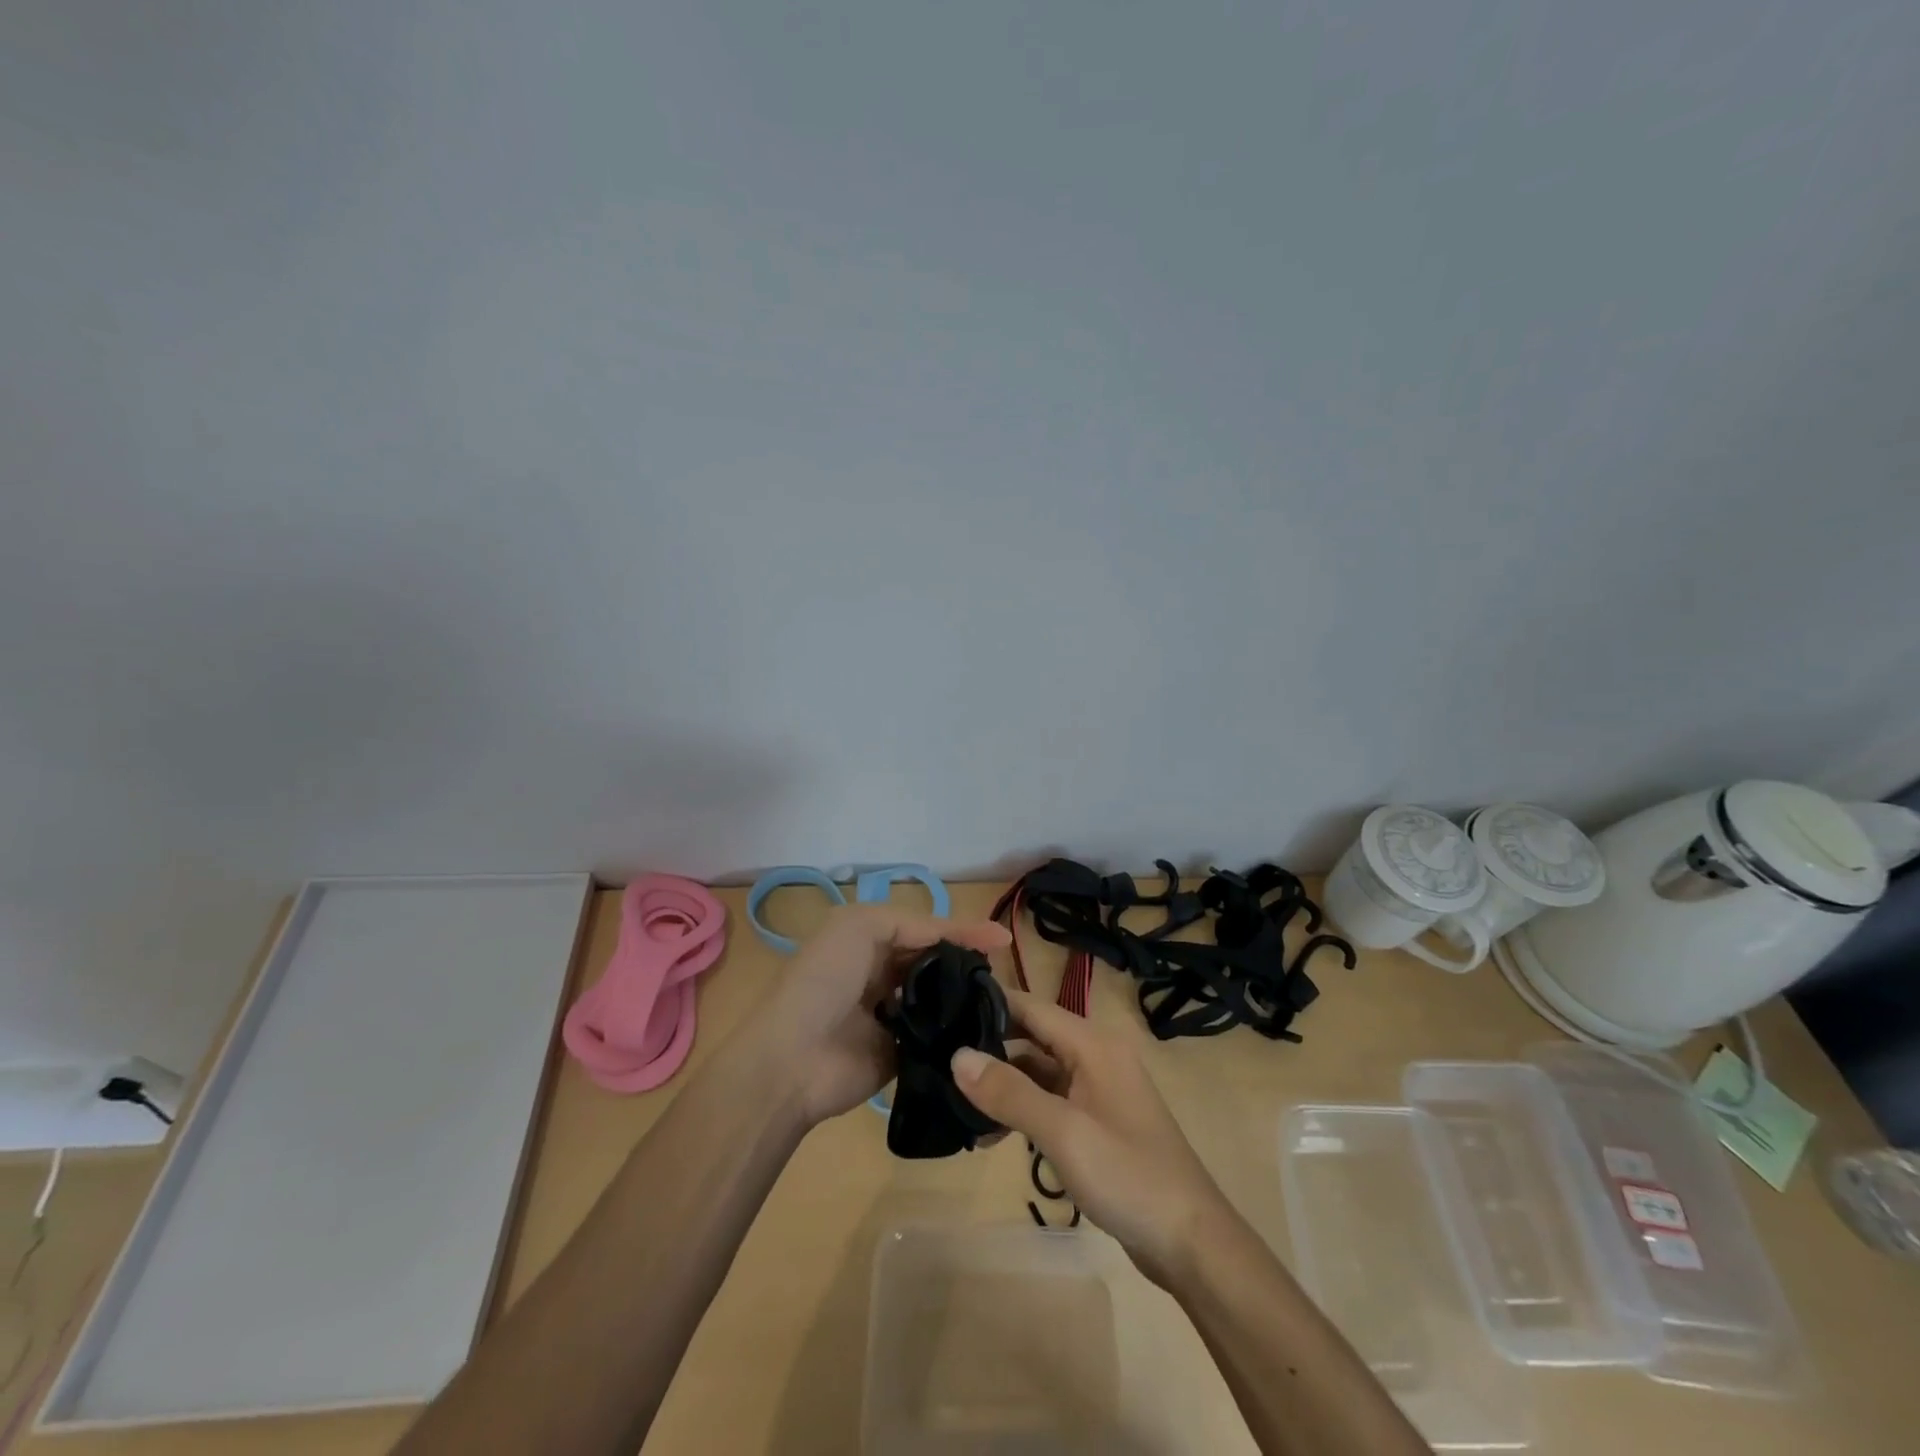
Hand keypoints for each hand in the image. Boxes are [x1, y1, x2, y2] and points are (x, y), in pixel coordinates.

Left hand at [739, 904, 1009, 1126]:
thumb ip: (913, 924)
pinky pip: (937, 1040)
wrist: (790, 1061)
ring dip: (966, 998)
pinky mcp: (902, 1055)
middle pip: (936, 964)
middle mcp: (883, 974)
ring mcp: (894, 1016)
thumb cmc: (824, 981)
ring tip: (1003, 1000)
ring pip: (940, 1000)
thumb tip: (963, 936)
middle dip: (968, 964)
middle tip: (1004, 973)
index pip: (927, 930)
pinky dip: (958, 1034)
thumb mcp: (860, 927)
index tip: (1005, 941)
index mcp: (871, 940)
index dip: (963, 931)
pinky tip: (987, 1031)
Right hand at [951, 989, 1229, 1285]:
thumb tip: (957, 1056)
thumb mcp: (1063, 1132)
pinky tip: (992, 1134)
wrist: (1191, 1241)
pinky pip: (1051, 1100)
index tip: (942, 1010)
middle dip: (990, 1046)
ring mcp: (1098, 1089)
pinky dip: (1023, 1109)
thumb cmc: (1128, 1176)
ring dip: (1003, 1084)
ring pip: (1039, 1071)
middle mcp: (1096, 1055)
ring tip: (956, 1101)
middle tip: (939, 1058)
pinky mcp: (1098, 1121)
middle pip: (1033, 1036)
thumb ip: (1010, 1092)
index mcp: (1093, 1043)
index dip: (989, 1004)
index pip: (1031, 1006)